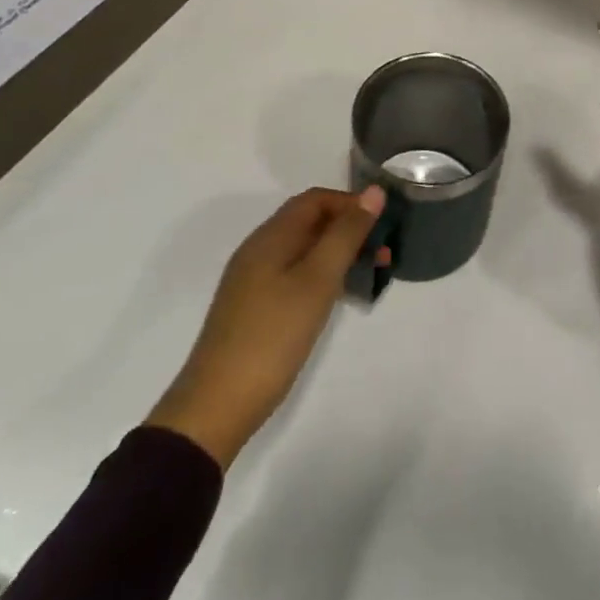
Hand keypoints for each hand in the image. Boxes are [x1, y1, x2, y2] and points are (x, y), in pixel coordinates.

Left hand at [147, 187, 384, 467]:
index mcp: (271, 237)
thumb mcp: (318, 280)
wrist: (216, 407)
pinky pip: (295, 274)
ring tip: (370, 274)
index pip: (315, 199)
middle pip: (310, 222)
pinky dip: (322, 275)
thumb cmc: (273, 335)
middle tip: (382, 253)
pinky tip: (337, 298)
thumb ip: (347, 234)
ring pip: (304, 250)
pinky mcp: (254, 308)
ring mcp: (253, 281)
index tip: (382, 223)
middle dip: (349, 229)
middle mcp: (259, 250)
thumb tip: (374, 191)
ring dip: (338, 254)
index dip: (350, 203)